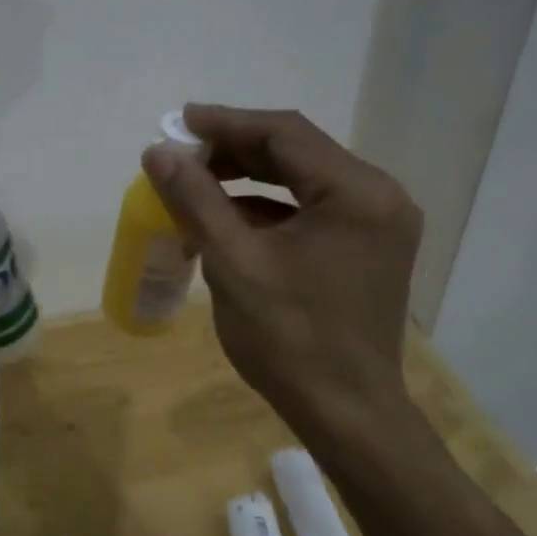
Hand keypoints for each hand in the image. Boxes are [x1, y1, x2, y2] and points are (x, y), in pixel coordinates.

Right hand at [141, 104, 422, 451]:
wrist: (347, 414)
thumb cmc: (290, 340)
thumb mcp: (234, 262)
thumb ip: (196, 199)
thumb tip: (158, 151)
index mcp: (356, 192)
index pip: (285, 134)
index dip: (227, 123)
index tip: (179, 121)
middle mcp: (378, 196)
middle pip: (298, 152)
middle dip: (236, 150)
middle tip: (183, 153)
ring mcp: (378, 223)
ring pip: (304, 180)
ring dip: (251, 177)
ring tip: (197, 182)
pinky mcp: (368, 247)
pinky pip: (314, 209)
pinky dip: (270, 208)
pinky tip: (229, 217)